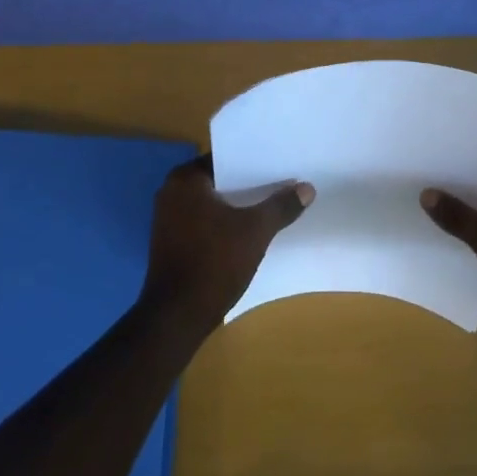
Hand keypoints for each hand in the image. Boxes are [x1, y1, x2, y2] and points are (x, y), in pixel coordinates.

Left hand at [142, 155, 312, 334]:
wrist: (176, 318)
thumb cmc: (213, 262)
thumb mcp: (255, 231)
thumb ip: (281, 206)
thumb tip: (307, 188)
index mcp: (185, 180)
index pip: (226, 157)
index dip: (254, 161)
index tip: (281, 163)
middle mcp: (171, 193)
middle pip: (221, 180)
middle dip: (250, 184)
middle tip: (284, 182)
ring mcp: (169, 220)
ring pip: (214, 204)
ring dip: (239, 206)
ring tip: (274, 205)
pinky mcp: (172, 243)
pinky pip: (206, 222)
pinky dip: (226, 224)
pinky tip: (252, 231)